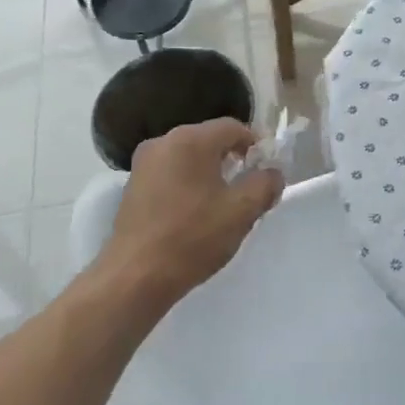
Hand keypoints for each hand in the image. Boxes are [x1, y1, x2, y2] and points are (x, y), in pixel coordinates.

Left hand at [95, 118, 283, 305]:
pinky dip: (187, 184)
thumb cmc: (193, 237)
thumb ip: (265, 184)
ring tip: (223, 203)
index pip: (233, 127)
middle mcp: (163, 142)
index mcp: (191, 140)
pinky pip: (170, 173)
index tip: (267, 169)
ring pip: (188, 157)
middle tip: (249, 187)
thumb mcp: (242, 211)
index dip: (256, 144)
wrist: (135, 277)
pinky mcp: (132, 187)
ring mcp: (143, 164)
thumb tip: (272, 173)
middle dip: (232, 159)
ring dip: (209, 173)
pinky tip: (194, 213)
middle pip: (209, 140)